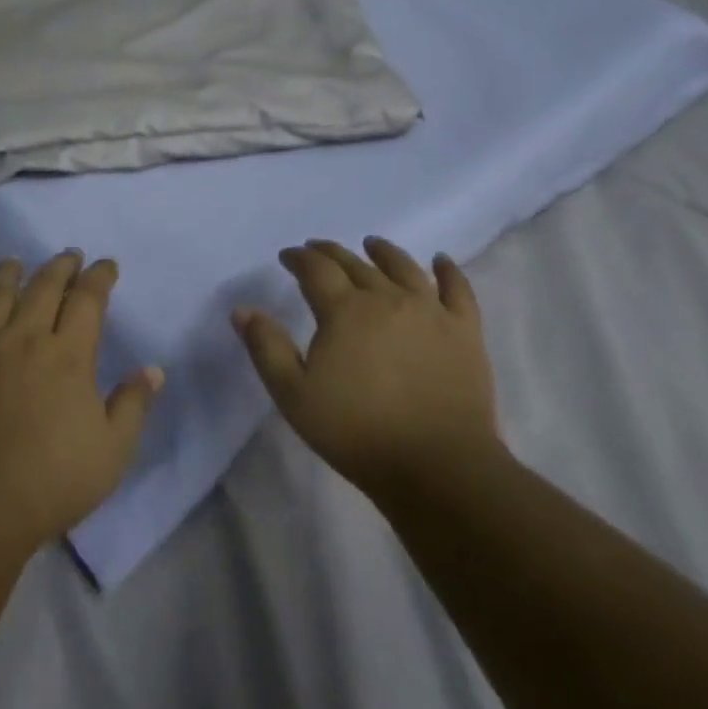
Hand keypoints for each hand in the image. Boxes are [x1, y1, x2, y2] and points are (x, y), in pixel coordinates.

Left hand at [0, 252, 161, 546]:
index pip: (88, 300)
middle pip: (43, 287)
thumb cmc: (52, 479)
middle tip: (69, 255)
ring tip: (15, 261)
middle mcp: (25, 338)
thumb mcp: (112, 450)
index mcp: (69, 355)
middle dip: (60, 266)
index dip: (99, 277)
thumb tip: (152, 369)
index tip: (106, 265)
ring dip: (9, 273)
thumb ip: (133, 405)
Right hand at [232, 237, 497, 493]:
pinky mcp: (465, 331)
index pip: (316, 270)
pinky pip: (458, 290)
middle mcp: (388, 299)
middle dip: (332, 253)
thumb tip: (242, 310)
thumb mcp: (293, 395)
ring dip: (384, 252)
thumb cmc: (356, 431)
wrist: (437, 464)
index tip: (287, 256)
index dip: (298, 259)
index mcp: (344, 311)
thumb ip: (266, 348)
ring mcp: (431, 312)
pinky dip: (449, 271)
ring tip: (372, 244)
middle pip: (356, 264)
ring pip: (404, 268)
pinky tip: (441, 261)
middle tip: (317, 249)